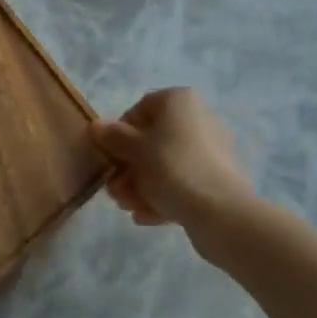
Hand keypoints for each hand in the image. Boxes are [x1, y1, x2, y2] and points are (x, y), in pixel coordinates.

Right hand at [91, 88, 253, 232]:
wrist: (221, 213)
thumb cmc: (172, 168)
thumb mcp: (134, 150)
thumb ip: (113, 137)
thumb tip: (96, 126)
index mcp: (179, 101)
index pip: (141, 109)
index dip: (120, 134)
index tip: (110, 157)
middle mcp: (197, 118)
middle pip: (153, 141)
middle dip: (130, 167)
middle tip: (115, 191)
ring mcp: (211, 151)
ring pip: (166, 165)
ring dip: (142, 185)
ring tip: (127, 208)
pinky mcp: (218, 180)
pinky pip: (183, 182)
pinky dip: (163, 196)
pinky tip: (144, 217)